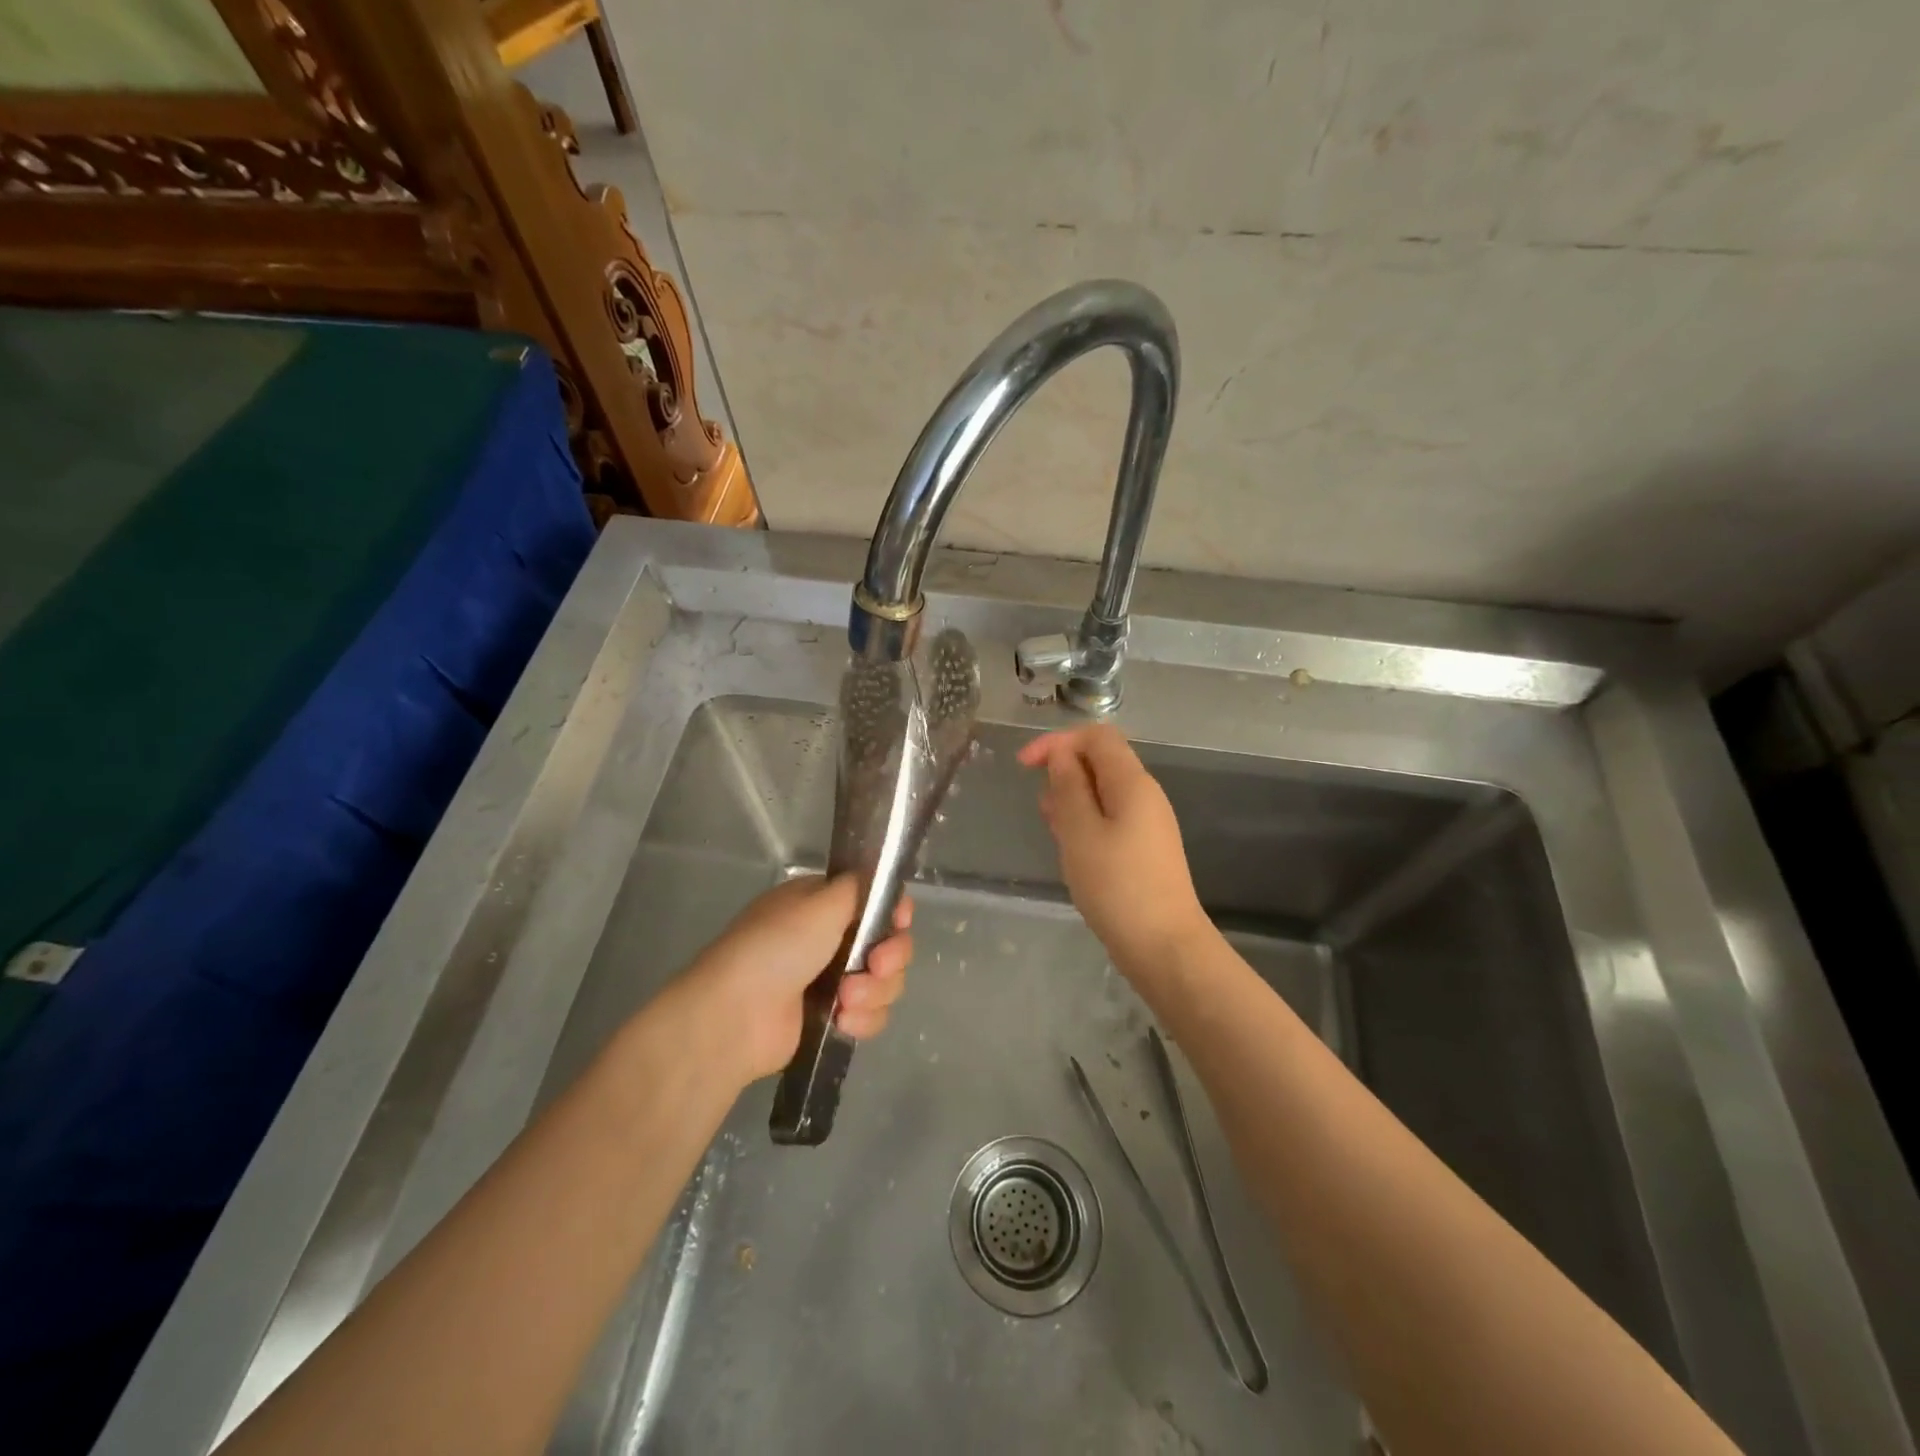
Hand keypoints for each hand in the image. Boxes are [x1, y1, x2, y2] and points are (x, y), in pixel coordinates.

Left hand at [672, 875, 913, 1085]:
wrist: (735, 1016)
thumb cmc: (777, 948)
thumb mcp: (820, 901)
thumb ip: (859, 886)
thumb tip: (878, 880)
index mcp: (822, 904)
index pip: (876, 901)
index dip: (895, 913)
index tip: (899, 922)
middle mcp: (829, 938)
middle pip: (889, 943)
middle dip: (890, 957)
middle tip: (876, 966)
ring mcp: (831, 980)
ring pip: (885, 982)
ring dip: (875, 991)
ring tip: (846, 1001)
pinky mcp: (831, 1018)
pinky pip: (871, 1014)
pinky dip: (864, 1018)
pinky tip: (842, 1022)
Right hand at [1018, 725, 1209, 970]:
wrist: (1164, 946)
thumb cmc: (1116, 885)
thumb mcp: (1080, 832)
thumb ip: (1068, 787)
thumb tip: (1060, 755)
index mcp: (1132, 783)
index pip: (1096, 736)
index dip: (1058, 741)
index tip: (1024, 766)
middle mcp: (1145, 795)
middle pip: (1101, 761)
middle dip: (1063, 772)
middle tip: (1041, 808)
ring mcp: (1147, 824)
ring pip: (1103, 792)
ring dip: (1072, 800)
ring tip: (1052, 829)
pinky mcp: (1144, 849)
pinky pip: (1110, 819)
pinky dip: (1085, 822)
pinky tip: (1071, 849)